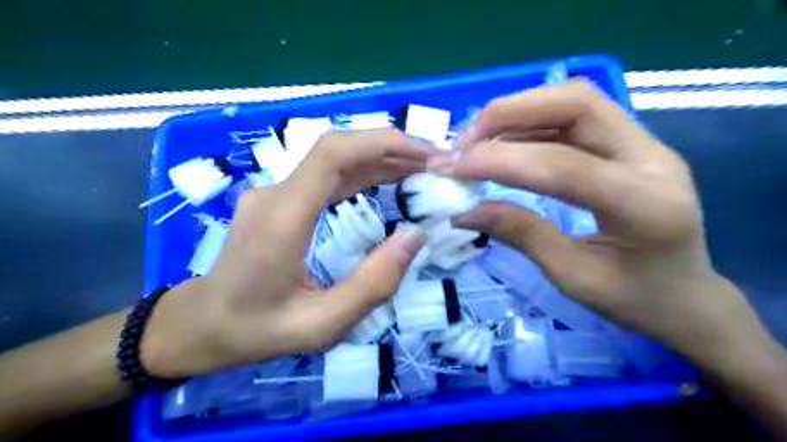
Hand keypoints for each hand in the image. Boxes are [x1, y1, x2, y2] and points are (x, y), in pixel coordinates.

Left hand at [139, 128, 427, 375]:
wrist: (203, 324)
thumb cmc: (258, 330)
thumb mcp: (323, 324)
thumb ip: (373, 283)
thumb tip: (416, 236)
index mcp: (283, 219)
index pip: (332, 154)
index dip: (381, 143)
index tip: (424, 154)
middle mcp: (276, 194)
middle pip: (337, 149)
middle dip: (390, 148)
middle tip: (434, 162)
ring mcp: (275, 193)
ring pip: (334, 159)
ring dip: (380, 158)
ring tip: (421, 169)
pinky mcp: (280, 199)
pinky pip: (327, 175)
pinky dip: (363, 172)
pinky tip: (389, 179)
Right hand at [430, 81, 769, 366]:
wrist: (686, 296)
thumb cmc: (635, 299)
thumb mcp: (572, 278)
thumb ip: (521, 235)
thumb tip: (465, 211)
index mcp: (646, 206)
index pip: (563, 165)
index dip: (501, 161)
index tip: (453, 168)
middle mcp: (652, 158)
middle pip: (577, 104)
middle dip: (509, 114)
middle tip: (464, 143)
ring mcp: (644, 144)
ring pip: (574, 100)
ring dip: (517, 112)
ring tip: (475, 140)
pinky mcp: (630, 142)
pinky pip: (574, 115)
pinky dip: (529, 121)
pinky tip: (502, 141)